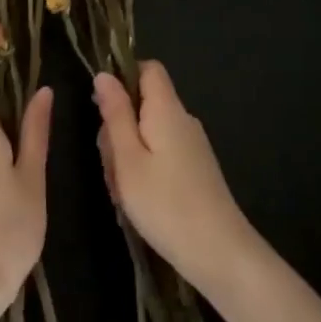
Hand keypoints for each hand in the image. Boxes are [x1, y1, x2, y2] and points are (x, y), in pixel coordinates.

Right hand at [95, 63, 261, 295]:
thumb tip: (104, 75)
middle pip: (143, 104)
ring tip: (122, 191)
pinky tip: (137, 202)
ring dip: (127, 155)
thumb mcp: (127, 158)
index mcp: (167, 110)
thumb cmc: (165, 204)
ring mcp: (192, 146)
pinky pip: (160, 154)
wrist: (218, 252)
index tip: (102, 108)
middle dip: (118, 128)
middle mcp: (183, 120)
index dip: (123, 78)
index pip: (148, 69)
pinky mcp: (195, 169)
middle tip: (110, 165)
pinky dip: (143, 171)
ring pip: (148, 134)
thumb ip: (115, 114)